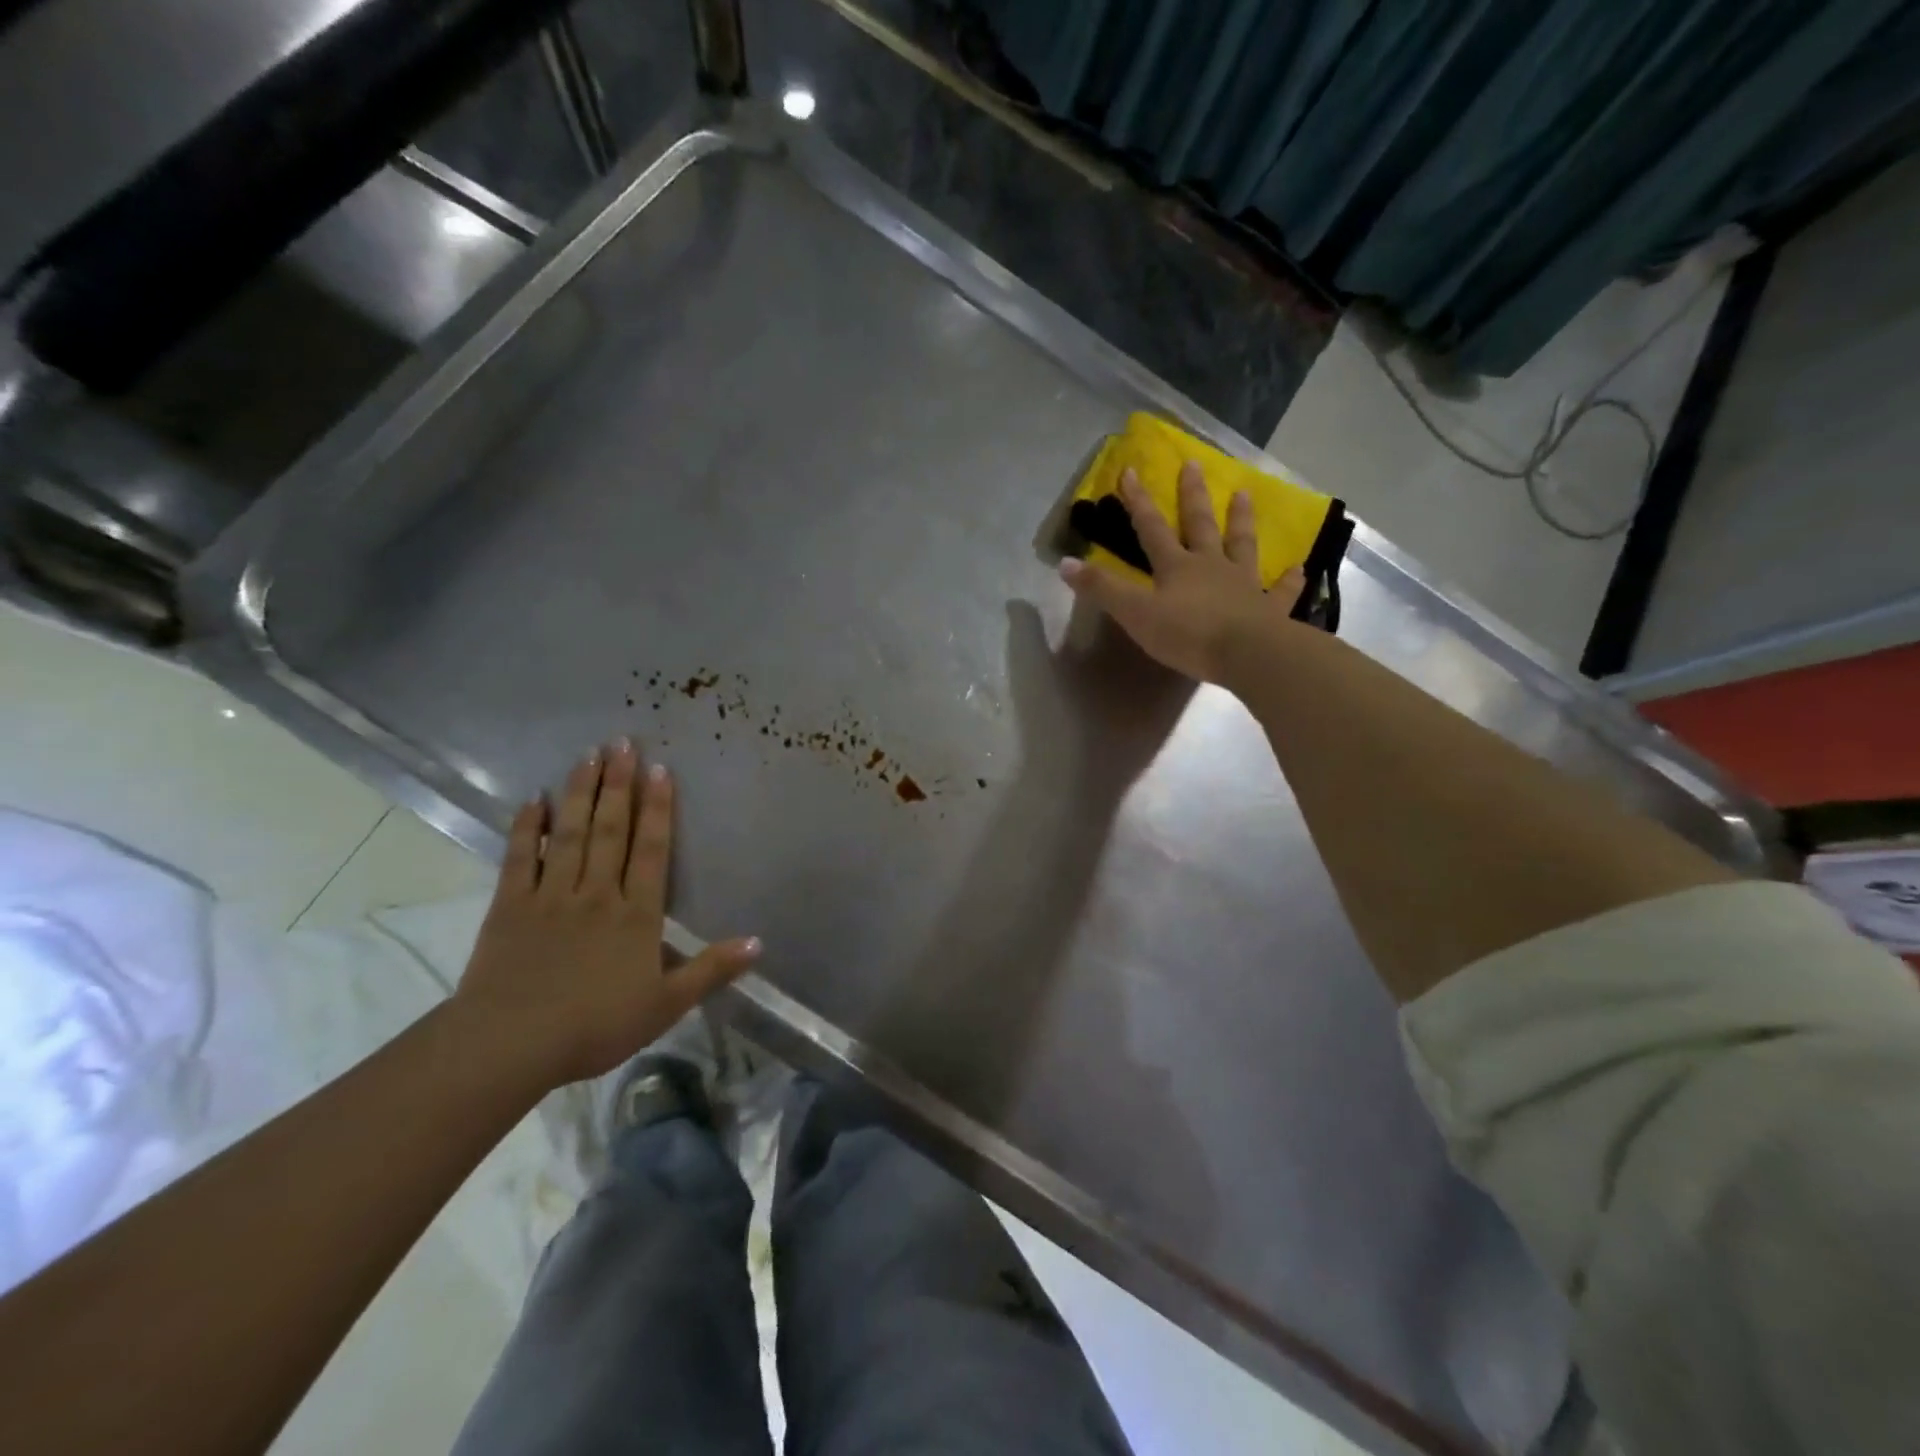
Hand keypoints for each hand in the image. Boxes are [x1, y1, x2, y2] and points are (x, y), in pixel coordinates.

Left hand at [451, 740, 761, 1087]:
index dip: (658, 809)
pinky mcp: (510, 907)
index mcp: (636, 914)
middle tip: (622, 743)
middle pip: (611, 830)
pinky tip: (533, 800)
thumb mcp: (666, 1005)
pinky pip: (520, 859)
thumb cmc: (596, 1026)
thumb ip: (711, 970)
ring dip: (580, 793)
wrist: (510, 1045)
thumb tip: (759, 942)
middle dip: (619, 785)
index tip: (660, 770)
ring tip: (588, 755)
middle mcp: (596, 893)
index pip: (651, 851)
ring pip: (570, 834)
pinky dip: (527, 828)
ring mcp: (550, 896)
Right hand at [1059, 462, 1304, 682]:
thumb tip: (1063, 564)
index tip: (1130, 471)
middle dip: (1192, 495)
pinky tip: (1298, 568)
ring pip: (1242, 545)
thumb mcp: (1134, 614)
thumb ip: (1101, 589)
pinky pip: (1281, 591)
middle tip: (1194, 464)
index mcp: (1176, 567)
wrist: (1246, 654)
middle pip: (1200, 525)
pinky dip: (1289, 580)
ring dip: (1241, 520)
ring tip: (1244, 495)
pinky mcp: (1269, 609)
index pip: (1151, 528)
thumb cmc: (1187, 634)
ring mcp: (1243, 585)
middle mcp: (1211, 566)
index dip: (1138, 502)